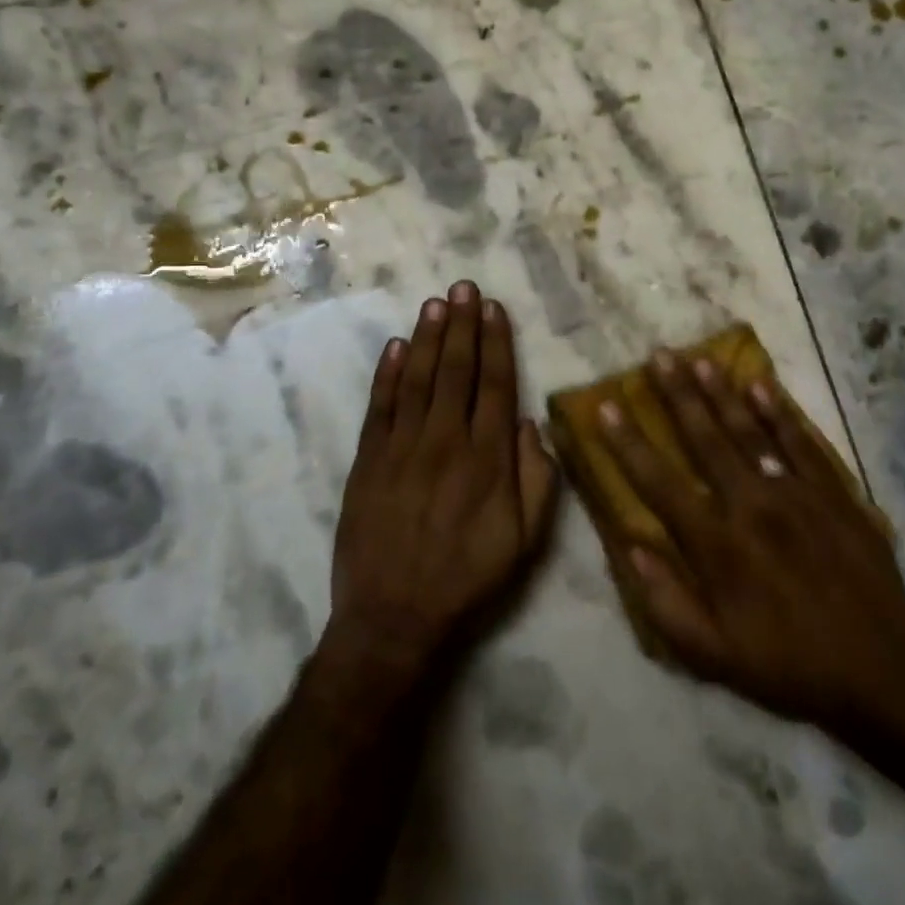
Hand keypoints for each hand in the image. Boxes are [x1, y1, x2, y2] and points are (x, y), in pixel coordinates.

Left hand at [326, 281, 558, 680]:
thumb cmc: (468, 579)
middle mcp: (445, 441)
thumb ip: (537, 480)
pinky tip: (394, 346)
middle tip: (463, 287)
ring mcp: (402, 448)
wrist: (394, 618)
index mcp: (487, 459)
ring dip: (427, 338)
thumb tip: (532, 424)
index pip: (496, 385)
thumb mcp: (525, 542)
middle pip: (456, 370)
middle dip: (461, 325)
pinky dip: (386, 374)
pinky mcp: (367, 460)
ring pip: (417, 379)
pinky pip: (379, 406)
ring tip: (435, 303)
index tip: (493, 308)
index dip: (496, 342)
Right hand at [589, 352, 904, 742]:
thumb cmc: (789, 665)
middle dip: (678, 395)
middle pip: (705, 439)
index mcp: (717, 545)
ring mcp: (795, 493)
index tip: (606, 406)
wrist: (884, 671)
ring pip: (749, 430)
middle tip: (659, 355)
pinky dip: (779, 411)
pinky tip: (761, 384)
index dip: (628, 443)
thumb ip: (666, 602)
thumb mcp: (714, 657)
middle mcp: (751, 505)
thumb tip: (630, 547)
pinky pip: (800, 441)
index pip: (659, 482)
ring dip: (721, 392)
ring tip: (699, 358)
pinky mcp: (832, 492)